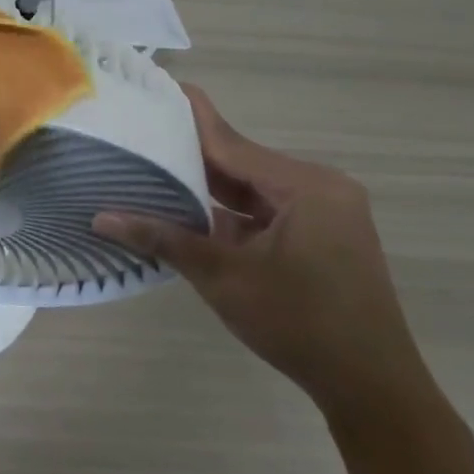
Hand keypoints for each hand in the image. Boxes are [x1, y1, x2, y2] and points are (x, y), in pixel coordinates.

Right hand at [94, 86, 431, 417]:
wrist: (373, 387)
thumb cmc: (299, 324)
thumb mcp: (223, 278)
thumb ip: (163, 239)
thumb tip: (101, 218)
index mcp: (304, 186)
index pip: (230, 143)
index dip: (188, 117)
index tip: (156, 85)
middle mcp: (320, 186)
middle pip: (241, 161)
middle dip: (190, 155)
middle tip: (139, 135)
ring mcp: (325, 211)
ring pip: (253, 186)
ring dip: (209, 186)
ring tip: (153, 169)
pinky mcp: (324, 233)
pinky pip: (267, 208)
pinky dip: (232, 210)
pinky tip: (190, 211)